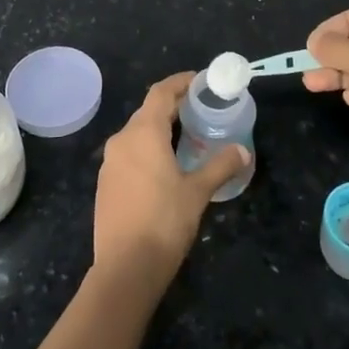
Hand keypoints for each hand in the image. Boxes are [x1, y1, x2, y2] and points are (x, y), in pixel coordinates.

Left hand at [93, 72, 248, 294]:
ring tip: (186, 137)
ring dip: (160, 129)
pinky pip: (129, 154)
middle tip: (200, 108)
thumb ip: (220, 166)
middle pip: (147, 111)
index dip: (180, 82)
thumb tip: (242, 150)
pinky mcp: (105, 184)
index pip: (160, 92)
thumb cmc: (164, 222)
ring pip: (137, 133)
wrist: (124, 268)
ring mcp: (109, 163)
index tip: (200, 81)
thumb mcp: (197, 192)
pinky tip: (165, 166)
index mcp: (143, 133)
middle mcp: (121, 140)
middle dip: (172, 106)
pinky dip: (148, 149)